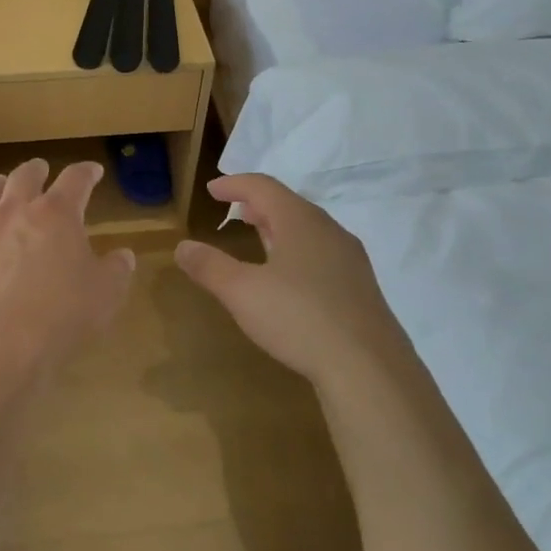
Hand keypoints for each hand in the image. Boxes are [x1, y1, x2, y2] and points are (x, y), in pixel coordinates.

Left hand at [0, 159, 135, 409]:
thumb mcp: (106, 294)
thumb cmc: (63, 316)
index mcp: (56, 215)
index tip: (92, 172)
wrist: (2, 347)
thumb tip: (123, 256)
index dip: (85, 173)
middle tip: (40, 169)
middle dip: (35, 170)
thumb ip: (116, 270)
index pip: (75, 181)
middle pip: (23, 178)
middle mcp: (14, 214)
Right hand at [175, 173, 411, 387]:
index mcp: (300, 222)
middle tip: (235, 210)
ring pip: (308, 230)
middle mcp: (329, 231)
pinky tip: (290, 277)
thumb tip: (182, 247)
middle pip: (289, 205)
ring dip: (279, 227)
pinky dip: (297, 250)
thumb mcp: (242, 292)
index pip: (264, 187)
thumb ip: (210, 267)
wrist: (368, 366)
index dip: (235, 184)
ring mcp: (349, 259)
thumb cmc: (299, 318)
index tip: (212, 189)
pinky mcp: (359, 287)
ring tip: (260, 237)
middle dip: (259, 204)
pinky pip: (321, 253)